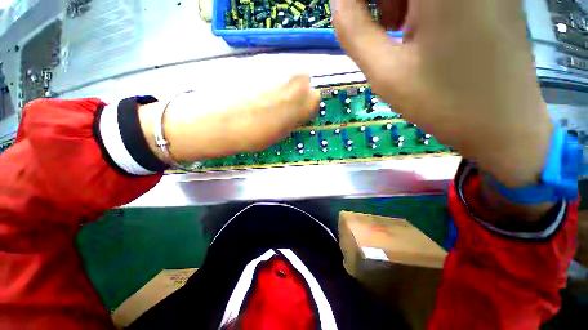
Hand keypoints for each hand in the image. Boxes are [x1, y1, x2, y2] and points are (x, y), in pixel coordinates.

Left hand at [139, 75, 319, 161]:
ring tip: (264, 98)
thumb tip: (295, 111)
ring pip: (287, 72)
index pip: (315, 99)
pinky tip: (252, 90)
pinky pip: (270, 69)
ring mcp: (276, 65)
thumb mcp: (282, 133)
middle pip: (304, 81)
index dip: (305, 107)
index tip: (296, 114)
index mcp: (304, 100)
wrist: (217, 120)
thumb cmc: (254, 134)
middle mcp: (295, 77)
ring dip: (281, 84)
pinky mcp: (256, 59)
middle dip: (296, 92)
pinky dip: (266, 78)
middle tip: (281, 104)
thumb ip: (294, 118)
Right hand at [333, 0, 551, 186]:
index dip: (358, 0)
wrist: (503, 125)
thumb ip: (353, 31)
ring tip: (399, 33)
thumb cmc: (443, 102)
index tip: (353, 21)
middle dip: (380, 1)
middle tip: (379, 30)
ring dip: (398, 0)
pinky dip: (420, 4)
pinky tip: (422, 29)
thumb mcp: (386, 72)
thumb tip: (338, 1)